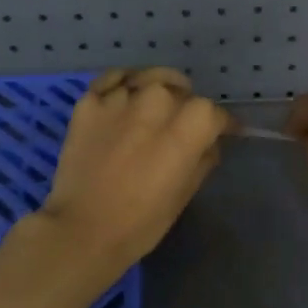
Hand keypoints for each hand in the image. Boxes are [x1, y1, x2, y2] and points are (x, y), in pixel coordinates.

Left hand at [35, 67, 233, 272]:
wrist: (82, 229)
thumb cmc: (141, 222)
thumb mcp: (184, 194)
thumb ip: (202, 159)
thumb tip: (209, 143)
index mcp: (188, 126)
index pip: (213, 112)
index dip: (222, 124)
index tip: (225, 132)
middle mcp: (157, 101)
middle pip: (181, 91)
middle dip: (187, 106)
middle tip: (182, 125)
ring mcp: (120, 98)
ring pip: (150, 78)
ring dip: (158, 90)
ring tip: (157, 103)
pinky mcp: (89, 102)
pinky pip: (113, 79)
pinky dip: (124, 84)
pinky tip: (126, 95)